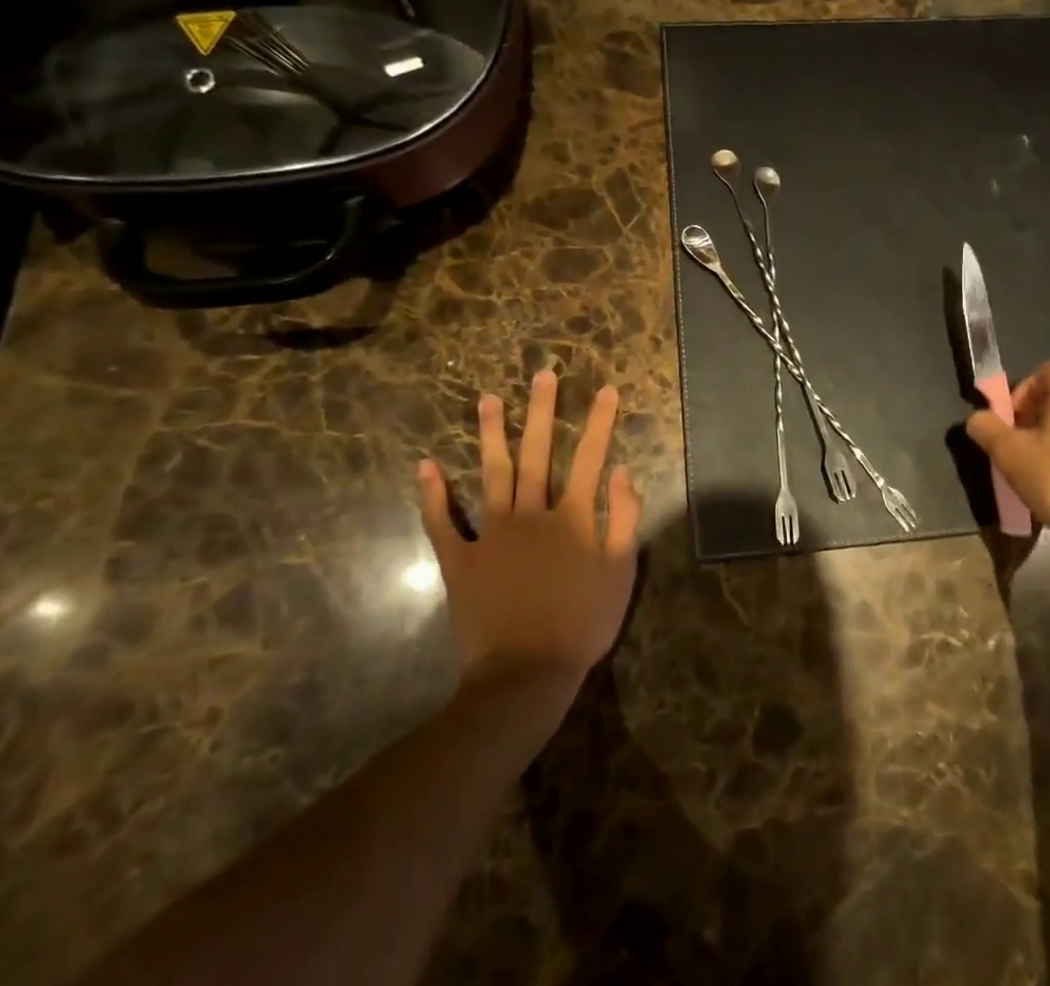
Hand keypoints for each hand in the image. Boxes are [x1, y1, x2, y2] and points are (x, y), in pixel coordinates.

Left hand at [417, 371, 641, 696]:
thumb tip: (624, 470)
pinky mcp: (460, 560)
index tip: (607, 389)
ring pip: (492, 473)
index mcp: (572, 517)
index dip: (601, 422)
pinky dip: (433, 495)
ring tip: (488, 399)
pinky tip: (426, 466)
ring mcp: (491, 534)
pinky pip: (442, 523)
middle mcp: (531, 513)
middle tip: (542, 374)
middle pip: (538, 452)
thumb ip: (623, 518)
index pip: (591, 458)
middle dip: (543, 411)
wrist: (525, 675)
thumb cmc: (581, 624)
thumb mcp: (620, 573)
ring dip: (491, 435)